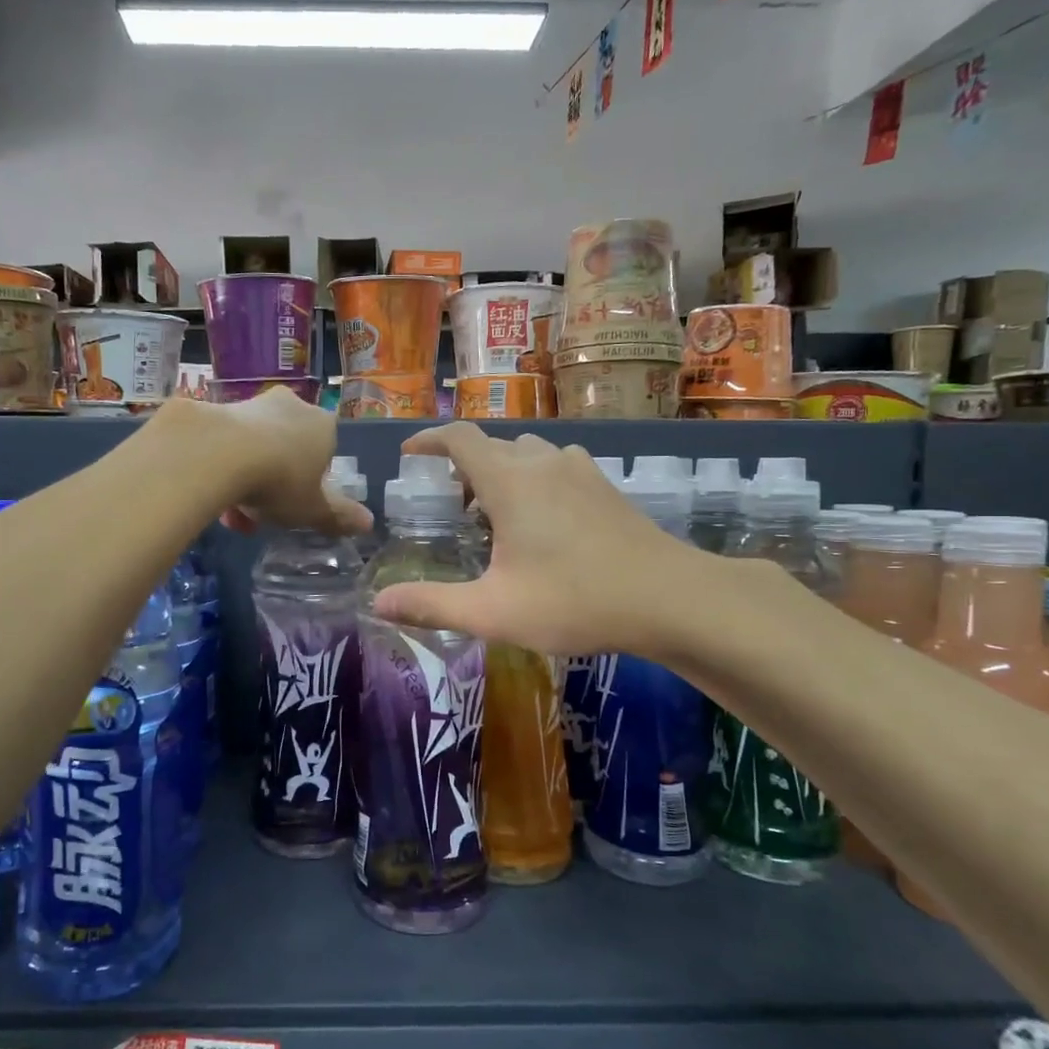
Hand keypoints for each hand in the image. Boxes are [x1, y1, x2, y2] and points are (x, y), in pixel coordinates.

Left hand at [167, 390, 371, 536]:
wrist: (220, 452)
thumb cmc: (281, 480)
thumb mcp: (313, 509)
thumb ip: (338, 516)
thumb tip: (368, 523)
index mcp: (323, 426)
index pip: (325, 451)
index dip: (311, 480)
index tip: (296, 504)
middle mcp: (292, 407)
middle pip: (287, 449)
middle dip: (274, 483)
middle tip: (260, 514)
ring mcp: (253, 404)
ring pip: (254, 448)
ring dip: (245, 480)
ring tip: (231, 516)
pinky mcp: (218, 408)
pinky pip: (225, 445)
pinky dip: (221, 469)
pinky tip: (212, 495)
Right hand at [370, 424, 695, 656]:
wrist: (670, 598)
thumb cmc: (574, 601)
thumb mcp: (493, 611)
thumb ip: (432, 604)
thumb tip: (378, 603)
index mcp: (509, 480)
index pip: (459, 437)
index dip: (429, 439)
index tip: (409, 454)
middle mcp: (542, 461)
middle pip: (492, 445)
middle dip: (464, 466)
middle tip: (455, 508)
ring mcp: (579, 469)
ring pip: (526, 453)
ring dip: (501, 472)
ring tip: (496, 517)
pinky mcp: (605, 484)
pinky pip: (555, 465)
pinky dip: (533, 479)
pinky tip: (544, 523)